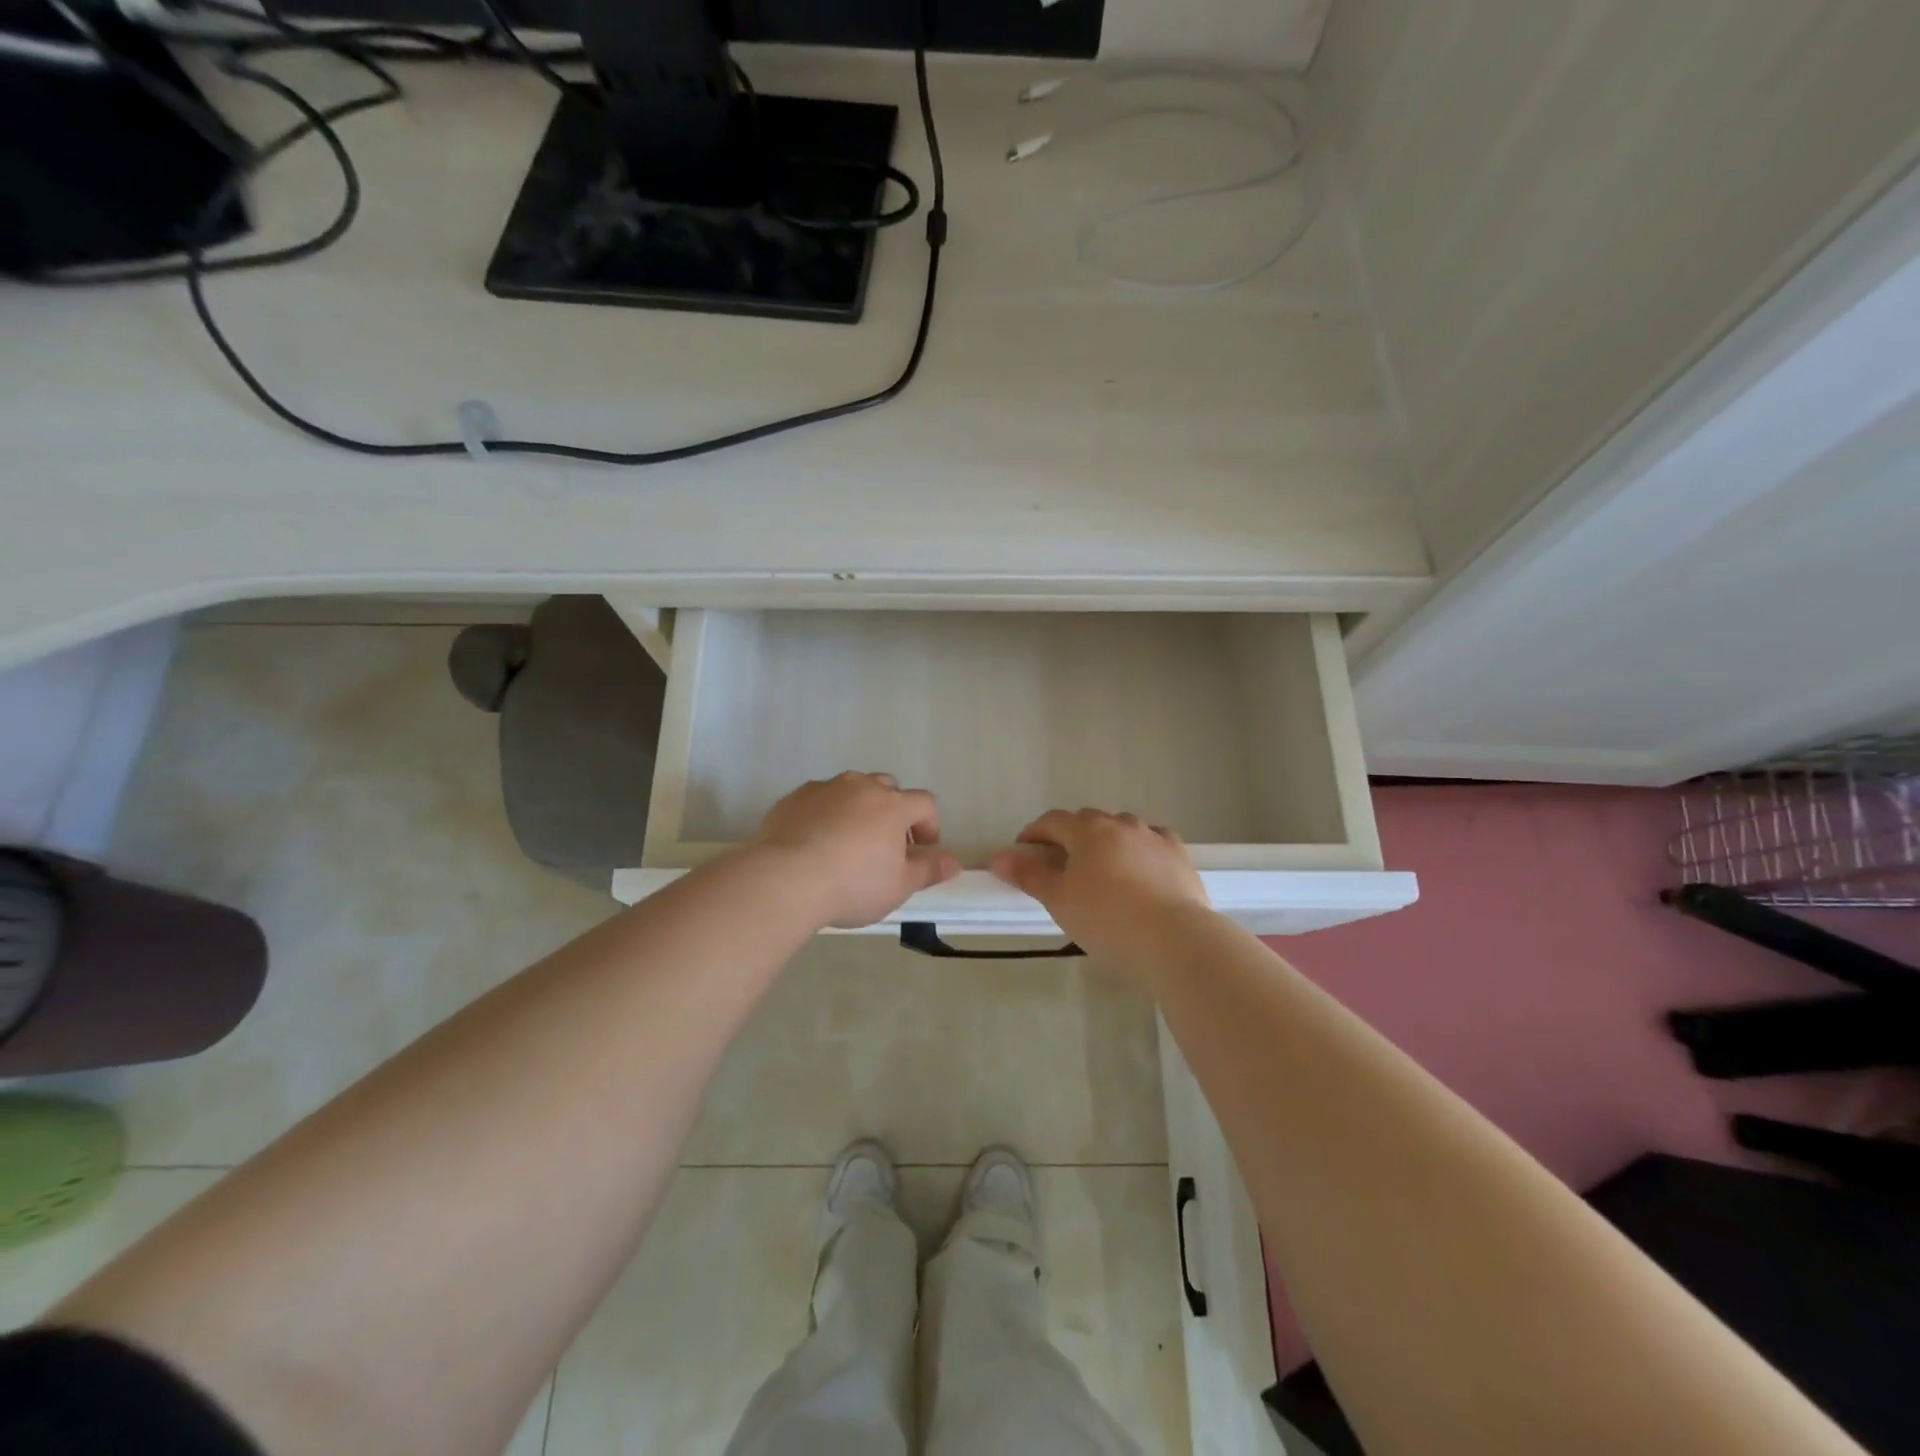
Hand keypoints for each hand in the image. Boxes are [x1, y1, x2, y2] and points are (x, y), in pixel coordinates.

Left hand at [752, 772, 961, 929]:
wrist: (785, 879)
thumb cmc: (853, 885)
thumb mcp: (898, 886)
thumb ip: (928, 870)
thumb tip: (953, 862)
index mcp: (893, 805)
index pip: (925, 803)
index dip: (928, 825)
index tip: (922, 851)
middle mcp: (862, 786)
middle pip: (887, 788)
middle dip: (892, 812)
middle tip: (885, 845)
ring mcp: (826, 788)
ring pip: (851, 790)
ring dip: (858, 809)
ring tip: (848, 842)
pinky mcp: (794, 797)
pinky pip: (819, 799)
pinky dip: (825, 813)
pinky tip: (816, 842)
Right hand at [989, 809, 1209, 967]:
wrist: (1175, 939)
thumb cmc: (1107, 919)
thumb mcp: (1059, 900)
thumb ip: (1029, 875)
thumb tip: (999, 858)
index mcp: (1087, 831)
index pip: (1052, 821)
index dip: (1034, 833)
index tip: (1022, 851)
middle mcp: (1120, 824)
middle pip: (1087, 821)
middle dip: (1069, 836)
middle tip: (1058, 864)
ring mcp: (1153, 837)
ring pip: (1122, 828)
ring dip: (1105, 840)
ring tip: (1100, 869)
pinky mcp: (1179, 855)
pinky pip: (1153, 841)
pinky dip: (1139, 848)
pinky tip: (1140, 865)